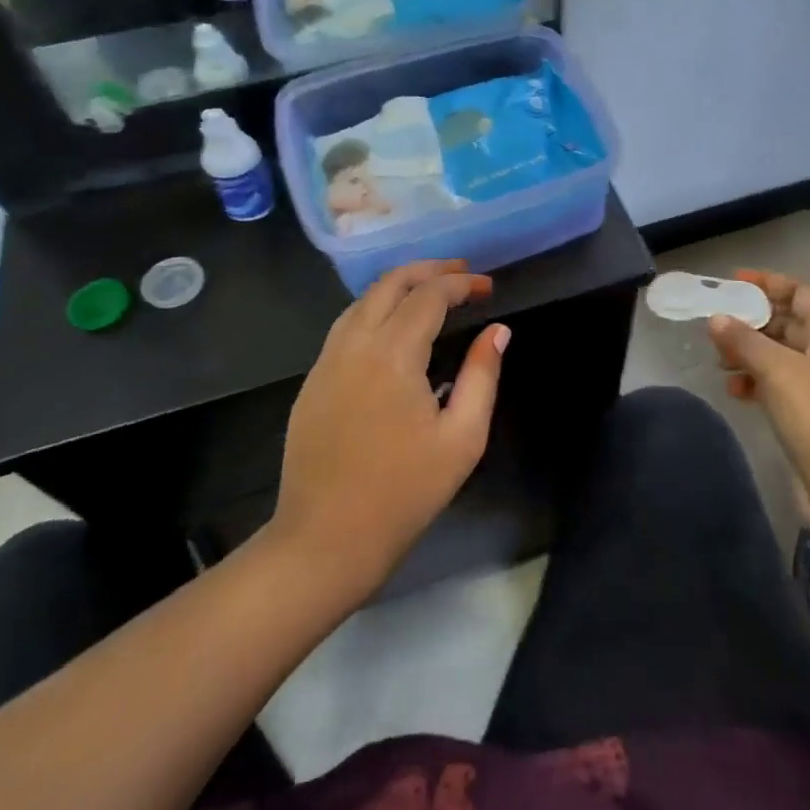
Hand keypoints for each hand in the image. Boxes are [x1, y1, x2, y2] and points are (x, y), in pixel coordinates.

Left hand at [272, 261, 508, 594]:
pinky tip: (392, 326)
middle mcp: (354, 344)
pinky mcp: (312, 380)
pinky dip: (374, 309)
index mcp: (393, 354)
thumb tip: (497, 332)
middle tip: (461, 273)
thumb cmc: (404, 493)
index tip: (488, 288)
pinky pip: (345, 325)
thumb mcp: (462, 438)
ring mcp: (326, 361)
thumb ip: (482, 376)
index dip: (461, 284)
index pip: (429, 295)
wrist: (325, 540)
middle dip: (429, 270)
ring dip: (398, 285)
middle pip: (390, 284)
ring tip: (431, 290)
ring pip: (362, 300)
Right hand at [709, 269, 809, 550]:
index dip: (770, 283)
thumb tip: (716, 318)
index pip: (803, 293)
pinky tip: (733, 391)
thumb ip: (745, 341)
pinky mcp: (808, 417)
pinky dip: (754, 382)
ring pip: (779, 356)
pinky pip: (776, 386)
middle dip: (752, 320)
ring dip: (748, 353)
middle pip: (789, 323)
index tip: (734, 282)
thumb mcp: (780, 371)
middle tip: (716, 323)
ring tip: (718, 360)